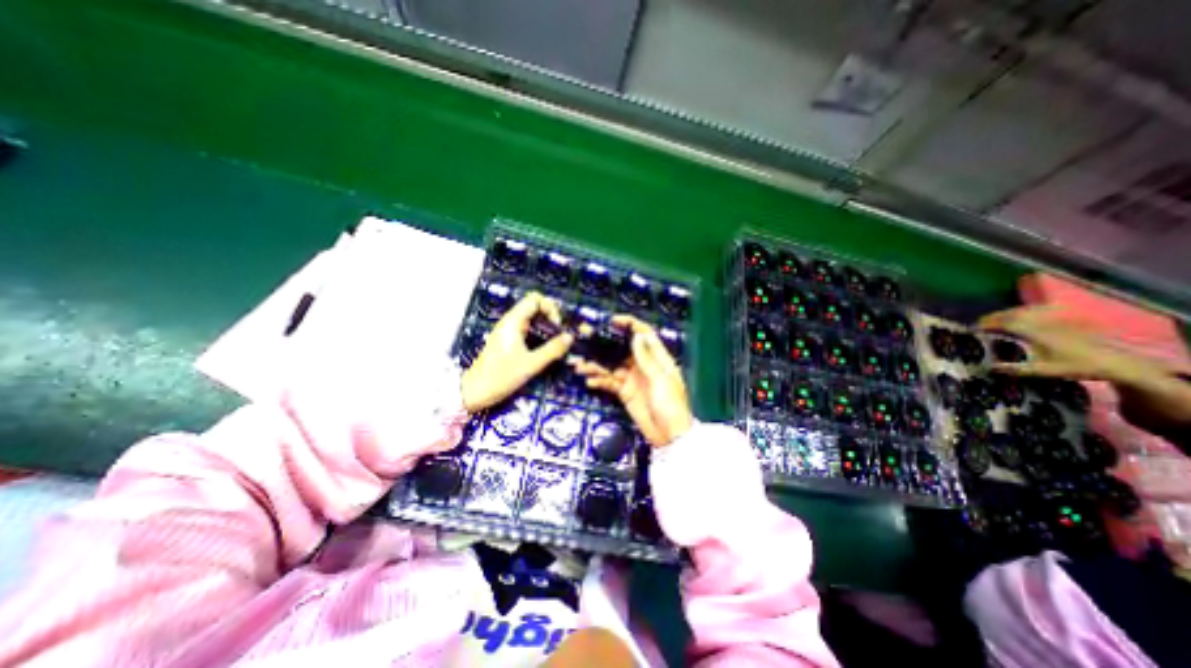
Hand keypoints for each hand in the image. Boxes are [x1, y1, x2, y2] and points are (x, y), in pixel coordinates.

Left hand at [459, 292, 571, 412]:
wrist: (475, 391)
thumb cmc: (501, 376)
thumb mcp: (531, 364)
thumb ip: (552, 350)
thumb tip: (570, 337)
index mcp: (513, 322)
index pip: (535, 299)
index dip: (550, 307)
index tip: (557, 326)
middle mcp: (510, 322)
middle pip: (533, 305)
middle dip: (550, 315)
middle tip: (559, 332)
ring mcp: (508, 331)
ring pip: (531, 317)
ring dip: (545, 324)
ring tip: (555, 340)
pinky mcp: (508, 340)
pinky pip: (527, 328)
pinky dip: (538, 332)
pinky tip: (545, 347)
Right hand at [571, 314, 693, 449]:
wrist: (669, 437)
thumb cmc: (671, 406)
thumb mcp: (660, 381)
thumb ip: (647, 359)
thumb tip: (637, 335)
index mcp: (657, 358)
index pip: (644, 335)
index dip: (629, 325)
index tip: (612, 320)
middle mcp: (643, 365)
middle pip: (622, 349)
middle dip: (605, 343)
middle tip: (585, 338)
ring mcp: (633, 379)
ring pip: (612, 365)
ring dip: (596, 364)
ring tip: (581, 365)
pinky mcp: (625, 392)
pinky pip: (609, 382)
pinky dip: (599, 381)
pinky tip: (589, 381)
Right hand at [983, 304, 1170, 384]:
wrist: (1118, 362)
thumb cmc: (1078, 366)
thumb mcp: (1045, 371)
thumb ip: (1015, 369)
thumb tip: (987, 367)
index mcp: (1035, 332)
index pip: (1005, 322)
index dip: (986, 324)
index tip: (972, 329)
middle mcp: (1042, 323)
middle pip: (1012, 314)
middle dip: (993, 318)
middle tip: (980, 326)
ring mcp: (1053, 321)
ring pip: (1023, 312)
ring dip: (1006, 315)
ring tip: (995, 323)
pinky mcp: (1061, 322)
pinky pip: (1036, 313)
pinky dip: (1021, 315)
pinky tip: (1018, 321)